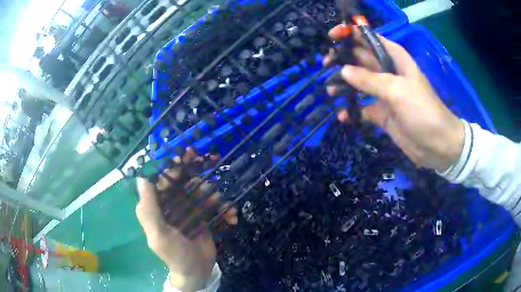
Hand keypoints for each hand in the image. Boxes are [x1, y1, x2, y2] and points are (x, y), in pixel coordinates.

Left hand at [136, 148, 236, 290]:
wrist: (196, 270)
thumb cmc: (174, 253)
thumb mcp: (158, 234)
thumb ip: (148, 208)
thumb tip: (142, 177)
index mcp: (157, 205)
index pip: (163, 179)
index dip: (173, 166)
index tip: (186, 156)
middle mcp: (172, 203)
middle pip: (183, 181)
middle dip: (196, 174)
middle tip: (210, 162)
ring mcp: (189, 208)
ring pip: (201, 190)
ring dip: (213, 194)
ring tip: (220, 204)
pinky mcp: (204, 215)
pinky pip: (215, 205)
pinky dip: (225, 209)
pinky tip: (231, 218)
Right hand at [324, 25, 463, 171]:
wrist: (437, 145)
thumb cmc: (422, 111)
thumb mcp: (397, 91)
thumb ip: (370, 80)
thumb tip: (343, 71)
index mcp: (394, 58)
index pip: (369, 39)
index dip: (351, 34)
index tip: (331, 38)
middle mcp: (388, 72)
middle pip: (360, 59)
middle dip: (343, 60)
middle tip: (325, 66)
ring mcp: (384, 93)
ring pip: (359, 83)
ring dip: (344, 86)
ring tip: (330, 92)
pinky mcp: (382, 113)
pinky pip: (362, 108)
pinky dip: (352, 111)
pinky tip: (343, 116)